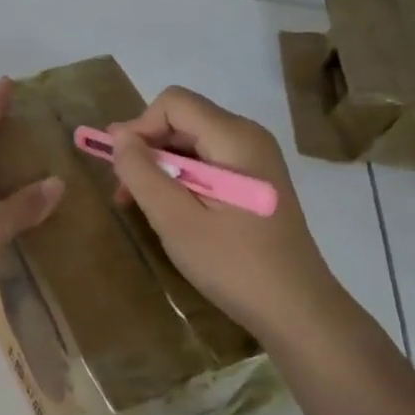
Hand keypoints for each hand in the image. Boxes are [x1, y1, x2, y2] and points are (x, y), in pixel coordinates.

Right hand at [108, 87, 358, 344]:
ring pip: (192, 142)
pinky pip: (208, 163)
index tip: (121, 168)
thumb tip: (117, 135)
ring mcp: (256, 160)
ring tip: (144, 208)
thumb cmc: (234, 264)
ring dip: (161, 168)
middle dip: (147, 150)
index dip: (139, 127)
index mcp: (235, 138)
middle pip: (182, 120)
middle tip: (126, 195)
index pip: (173, 102)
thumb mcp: (176, 219)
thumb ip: (142, 173)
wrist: (297, 311)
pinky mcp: (255, 182)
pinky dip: (182, 180)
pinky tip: (175, 214)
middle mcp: (249, 137)